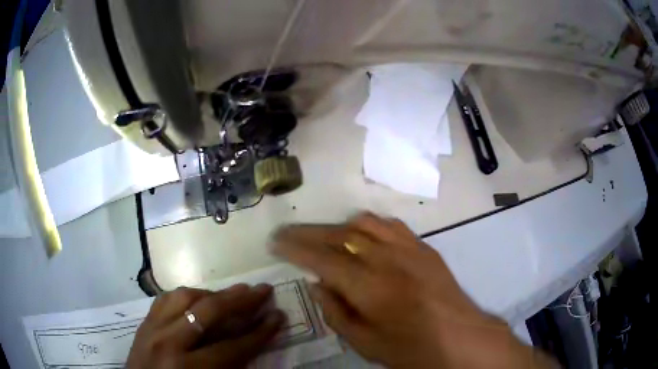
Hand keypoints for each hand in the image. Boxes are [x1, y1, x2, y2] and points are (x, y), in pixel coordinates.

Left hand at [127, 284, 283, 368]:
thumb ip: (231, 366)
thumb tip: (253, 341)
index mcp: (188, 368)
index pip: (232, 347)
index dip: (259, 333)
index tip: (278, 317)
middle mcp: (168, 343)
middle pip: (208, 313)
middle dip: (241, 301)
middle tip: (262, 290)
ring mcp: (152, 328)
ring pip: (184, 297)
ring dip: (213, 293)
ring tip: (233, 294)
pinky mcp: (144, 322)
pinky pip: (167, 298)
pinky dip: (188, 295)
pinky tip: (199, 297)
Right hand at [272, 213, 555, 367]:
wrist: (460, 336)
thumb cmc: (411, 348)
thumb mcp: (365, 343)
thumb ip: (336, 311)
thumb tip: (317, 283)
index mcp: (368, 286)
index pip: (320, 257)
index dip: (294, 247)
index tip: (275, 241)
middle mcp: (385, 258)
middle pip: (337, 234)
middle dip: (307, 232)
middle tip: (287, 234)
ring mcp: (407, 247)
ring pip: (362, 223)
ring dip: (336, 227)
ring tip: (324, 239)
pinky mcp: (422, 246)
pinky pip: (389, 224)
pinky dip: (367, 225)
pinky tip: (362, 235)